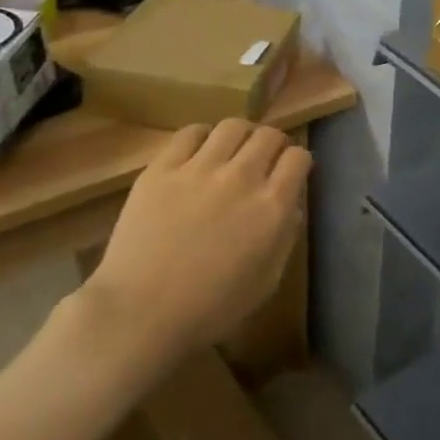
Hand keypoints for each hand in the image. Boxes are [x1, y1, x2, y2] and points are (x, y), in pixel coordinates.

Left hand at [83, 121, 310, 365]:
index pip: (298, 158)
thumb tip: (290, 206)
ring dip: (241, 136)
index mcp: (273, 207)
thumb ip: (285, 237)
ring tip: (233, 151)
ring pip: (233, 126)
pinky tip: (200, 152)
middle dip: (273, 144)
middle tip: (264, 159)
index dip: (298, 162)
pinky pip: (190, 133)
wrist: (141, 312)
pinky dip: (203, 136)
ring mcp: (200, 169)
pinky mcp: (162, 168)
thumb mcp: (267, 280)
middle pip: (269, 135)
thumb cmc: (211, 307)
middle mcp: (242, 177)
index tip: (290, 172)